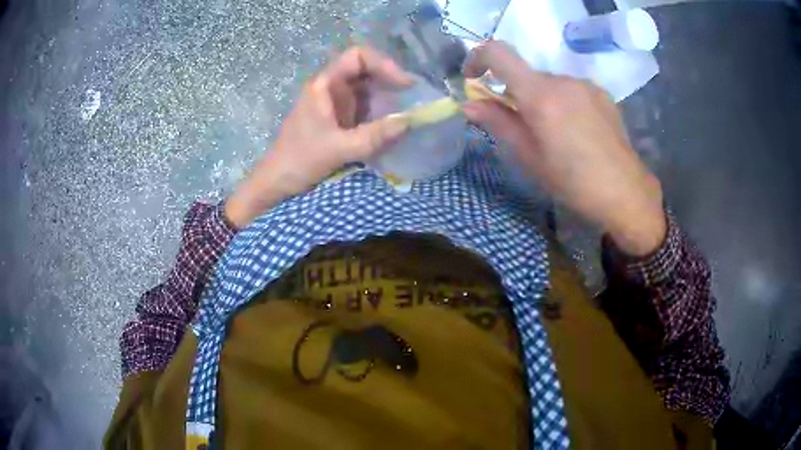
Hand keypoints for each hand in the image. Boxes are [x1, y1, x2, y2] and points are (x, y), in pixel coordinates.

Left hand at [225, 47, 412, 227]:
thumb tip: (410, 121)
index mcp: (324, 85)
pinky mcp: (338, 118)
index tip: (404, 84)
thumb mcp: (339, 149)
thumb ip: (374, 136)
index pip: (358, 56)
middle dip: (390, 80)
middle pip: (366, 70)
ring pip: (367, 89)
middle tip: (413, 97)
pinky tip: (392, 125)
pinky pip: (364, 107)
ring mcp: (334, 103)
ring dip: (388, 97)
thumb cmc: (300, 161)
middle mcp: (331, 87)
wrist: (277, 182)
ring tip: (408, 111)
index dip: (384, 63)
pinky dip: (381, 112)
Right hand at [462, 41, 665, 255]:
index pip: (498, 53)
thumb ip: (498, 123)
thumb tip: (470, 104)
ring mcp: (586, 85)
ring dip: (541, 99)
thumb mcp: (528, 157)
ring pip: (549, 83)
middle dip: (515, 93)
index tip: (473, 78)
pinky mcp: (601, 93)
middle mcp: (563, 80)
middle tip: (522, 126)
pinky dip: (562, 102)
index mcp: (541, 95)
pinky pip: (570, 89)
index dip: (478, 58)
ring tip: (554, 134)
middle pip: (526, 74)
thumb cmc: (572, 182)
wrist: (625, 192)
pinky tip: (576, 131)